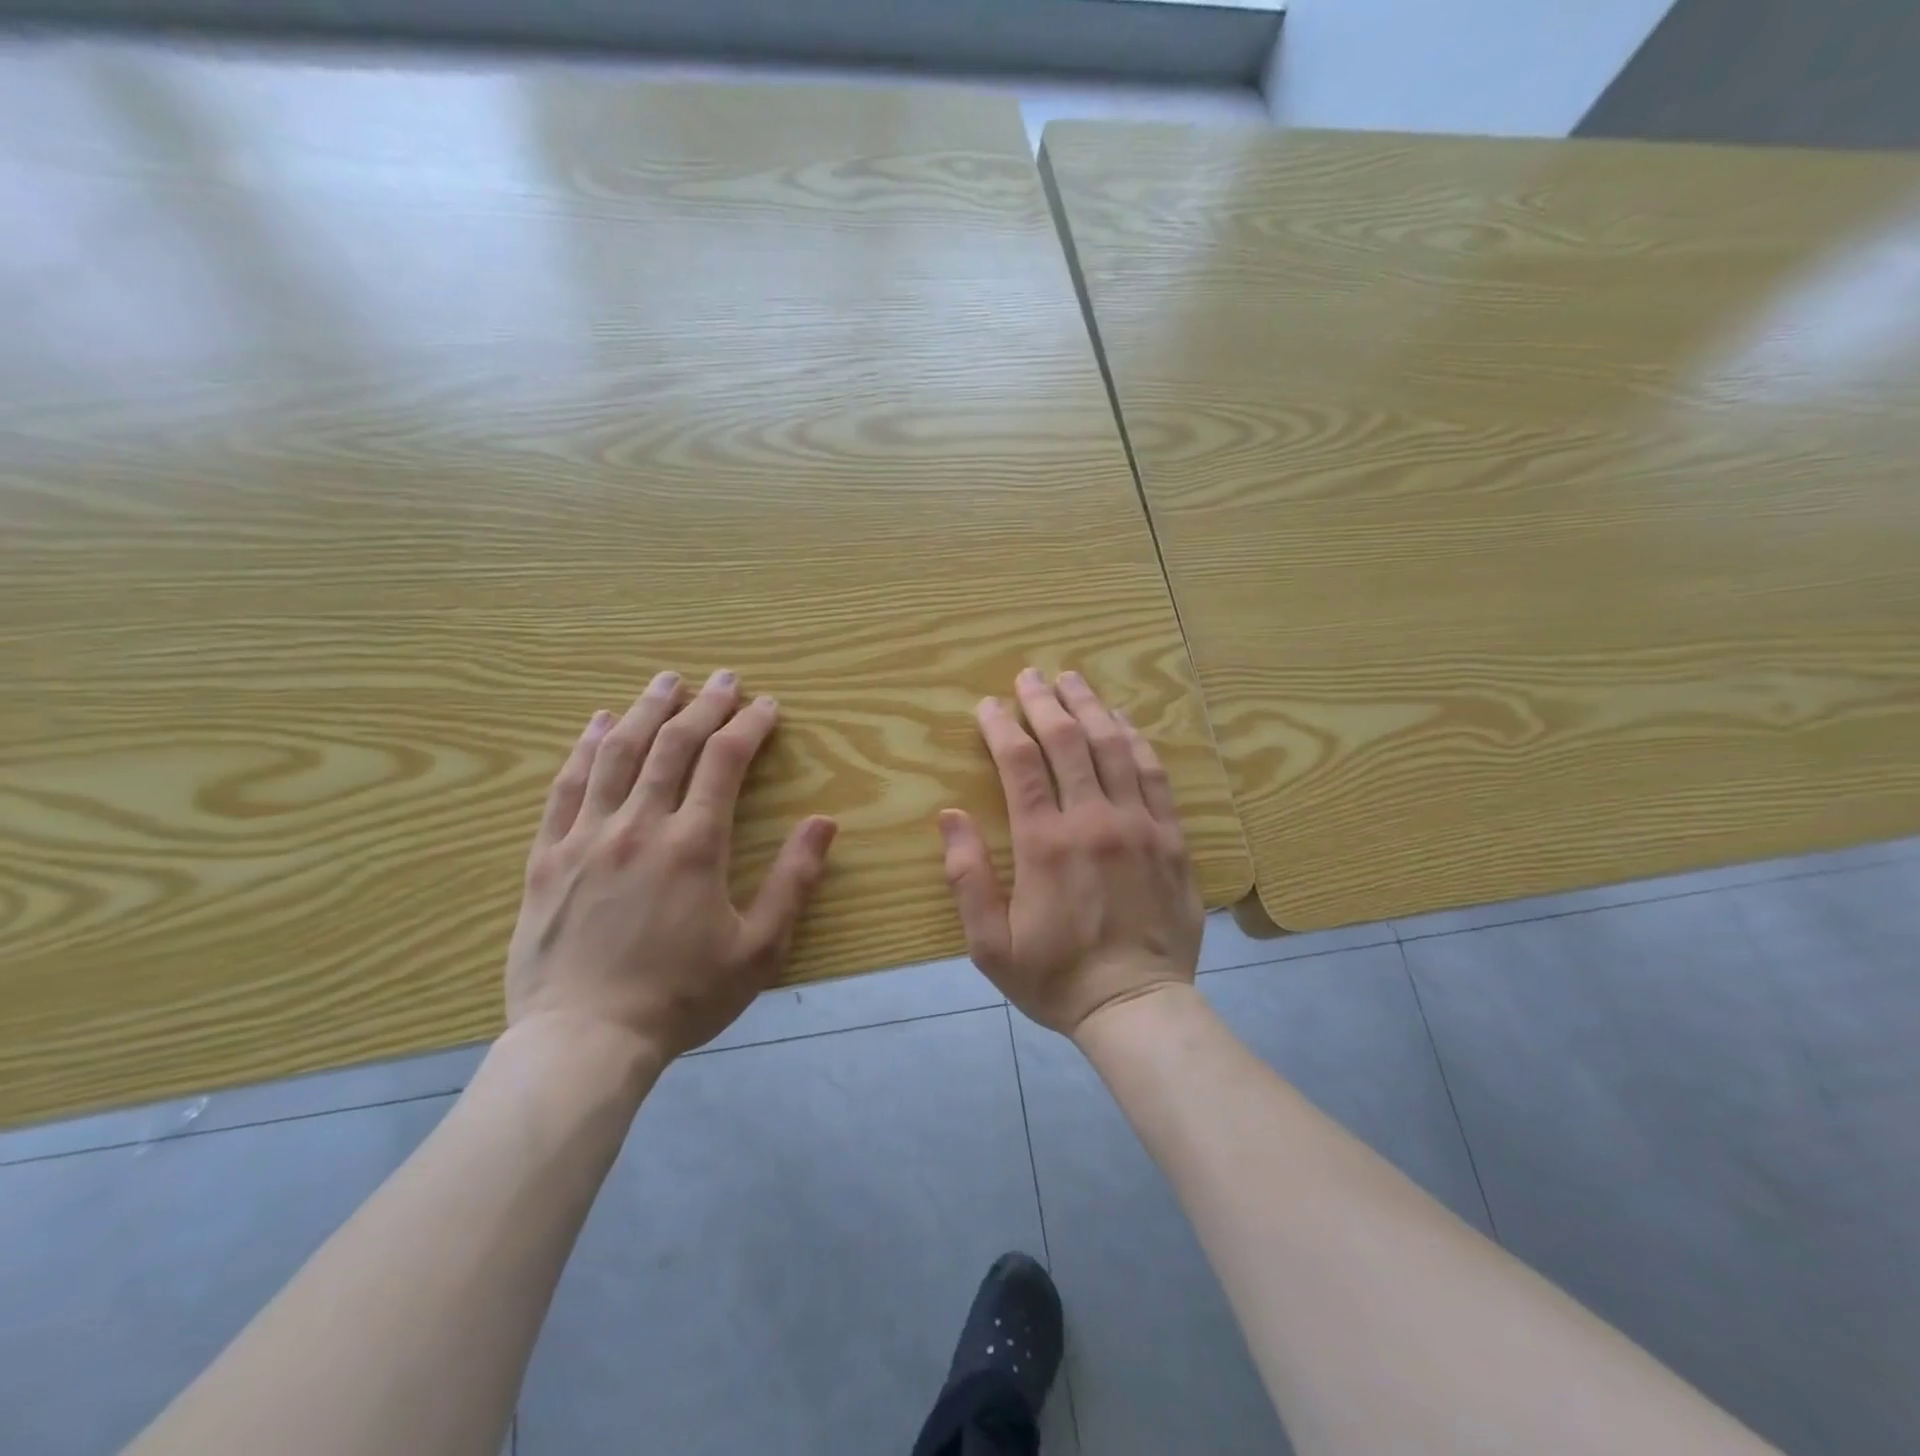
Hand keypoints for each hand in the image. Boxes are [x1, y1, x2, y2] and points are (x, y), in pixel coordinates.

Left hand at [505, 669, 837, 1063]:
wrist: (584, 1043)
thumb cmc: (681, 997)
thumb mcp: (758, 949)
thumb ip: (793, 880)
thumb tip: (824, 822)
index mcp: (693, 844)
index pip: (725, 761)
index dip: (749, 726)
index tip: (767, 705)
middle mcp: (639, 825)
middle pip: (672, 745)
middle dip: (703, 704)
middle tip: (723, 679)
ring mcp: (586, 837)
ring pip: (617, 754)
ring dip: (646, 710)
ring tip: (665, 681)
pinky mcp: (547, 857)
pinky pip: (565, 787)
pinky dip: (584, 748)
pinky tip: (598, 724)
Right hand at [938, 669, 1203, 1037]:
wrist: (1137, 1007)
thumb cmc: (1056, 978)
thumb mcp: (990, 944)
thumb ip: (966, 877)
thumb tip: (949, 815)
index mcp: (1046, 843)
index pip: (1020, 764)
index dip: (1000, 727)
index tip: (987, 706)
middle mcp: (1094, 821)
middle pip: (1068, 741)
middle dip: (1044, 702)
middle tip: (1029, 676)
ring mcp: (1140, 825)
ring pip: (1113, 747)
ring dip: (1090, 707)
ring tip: (1073, 680)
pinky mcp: (1172, 838)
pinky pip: (1155, 774)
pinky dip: (1136, 740)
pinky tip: (1122, 722)